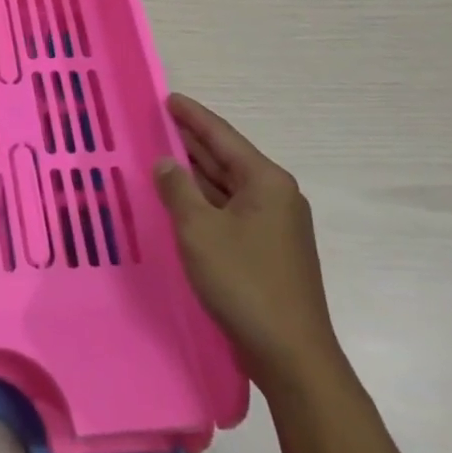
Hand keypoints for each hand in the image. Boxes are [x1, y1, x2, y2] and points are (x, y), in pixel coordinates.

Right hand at [155, 93, 343, 396]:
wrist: (292, 355)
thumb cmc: (244, 283)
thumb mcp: (200, 231)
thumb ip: (178, 190)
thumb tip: (166, 162)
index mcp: (266, 182)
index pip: (223, 137)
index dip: (193, 116)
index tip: (169, 98)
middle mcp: (276, 196)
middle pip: (228, 158)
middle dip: (194, 141)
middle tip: (159, 122)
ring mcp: (275, 225)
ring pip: (229, 186)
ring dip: (198, 172)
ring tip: (164, 155)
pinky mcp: (269, 250)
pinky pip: (231, 210)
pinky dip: (205, 201)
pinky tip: (183, 201)